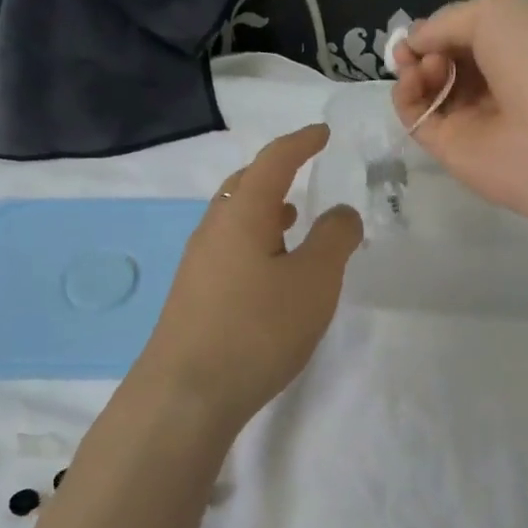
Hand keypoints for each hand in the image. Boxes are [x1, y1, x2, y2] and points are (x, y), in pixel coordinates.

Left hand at [138, 125, 362, 432]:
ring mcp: (198, 264)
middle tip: (303, 170)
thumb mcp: (314, 281)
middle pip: (244, 186)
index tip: (322, 134)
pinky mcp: (194, 296)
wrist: (186, 393)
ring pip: (234, 219)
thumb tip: (340, 212)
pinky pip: (229, 249)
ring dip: (264, 210)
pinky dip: (255, 242)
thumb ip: (334, 239)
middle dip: (275, 173)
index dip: (300, 143)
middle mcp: (213, 230)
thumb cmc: (257, 328)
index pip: (273, 162)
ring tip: (292, 218)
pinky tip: (270, 270)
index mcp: (242, 214)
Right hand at [390, 0, 527, 221]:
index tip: (422, 29)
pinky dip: (404, 97)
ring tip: (426, 66)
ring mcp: (470, 120)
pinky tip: (411, 82)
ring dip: (415, 69)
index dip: (440, 30)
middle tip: (422, 50)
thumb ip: (447, 22)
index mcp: (515, 50)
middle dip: (425, 49)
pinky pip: (417, 119)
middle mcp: (493, 85)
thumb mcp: (495, 12)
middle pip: (444, 64)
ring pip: (427, 90)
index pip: (467, 39)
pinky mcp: (448, 150)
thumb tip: (413, 42)